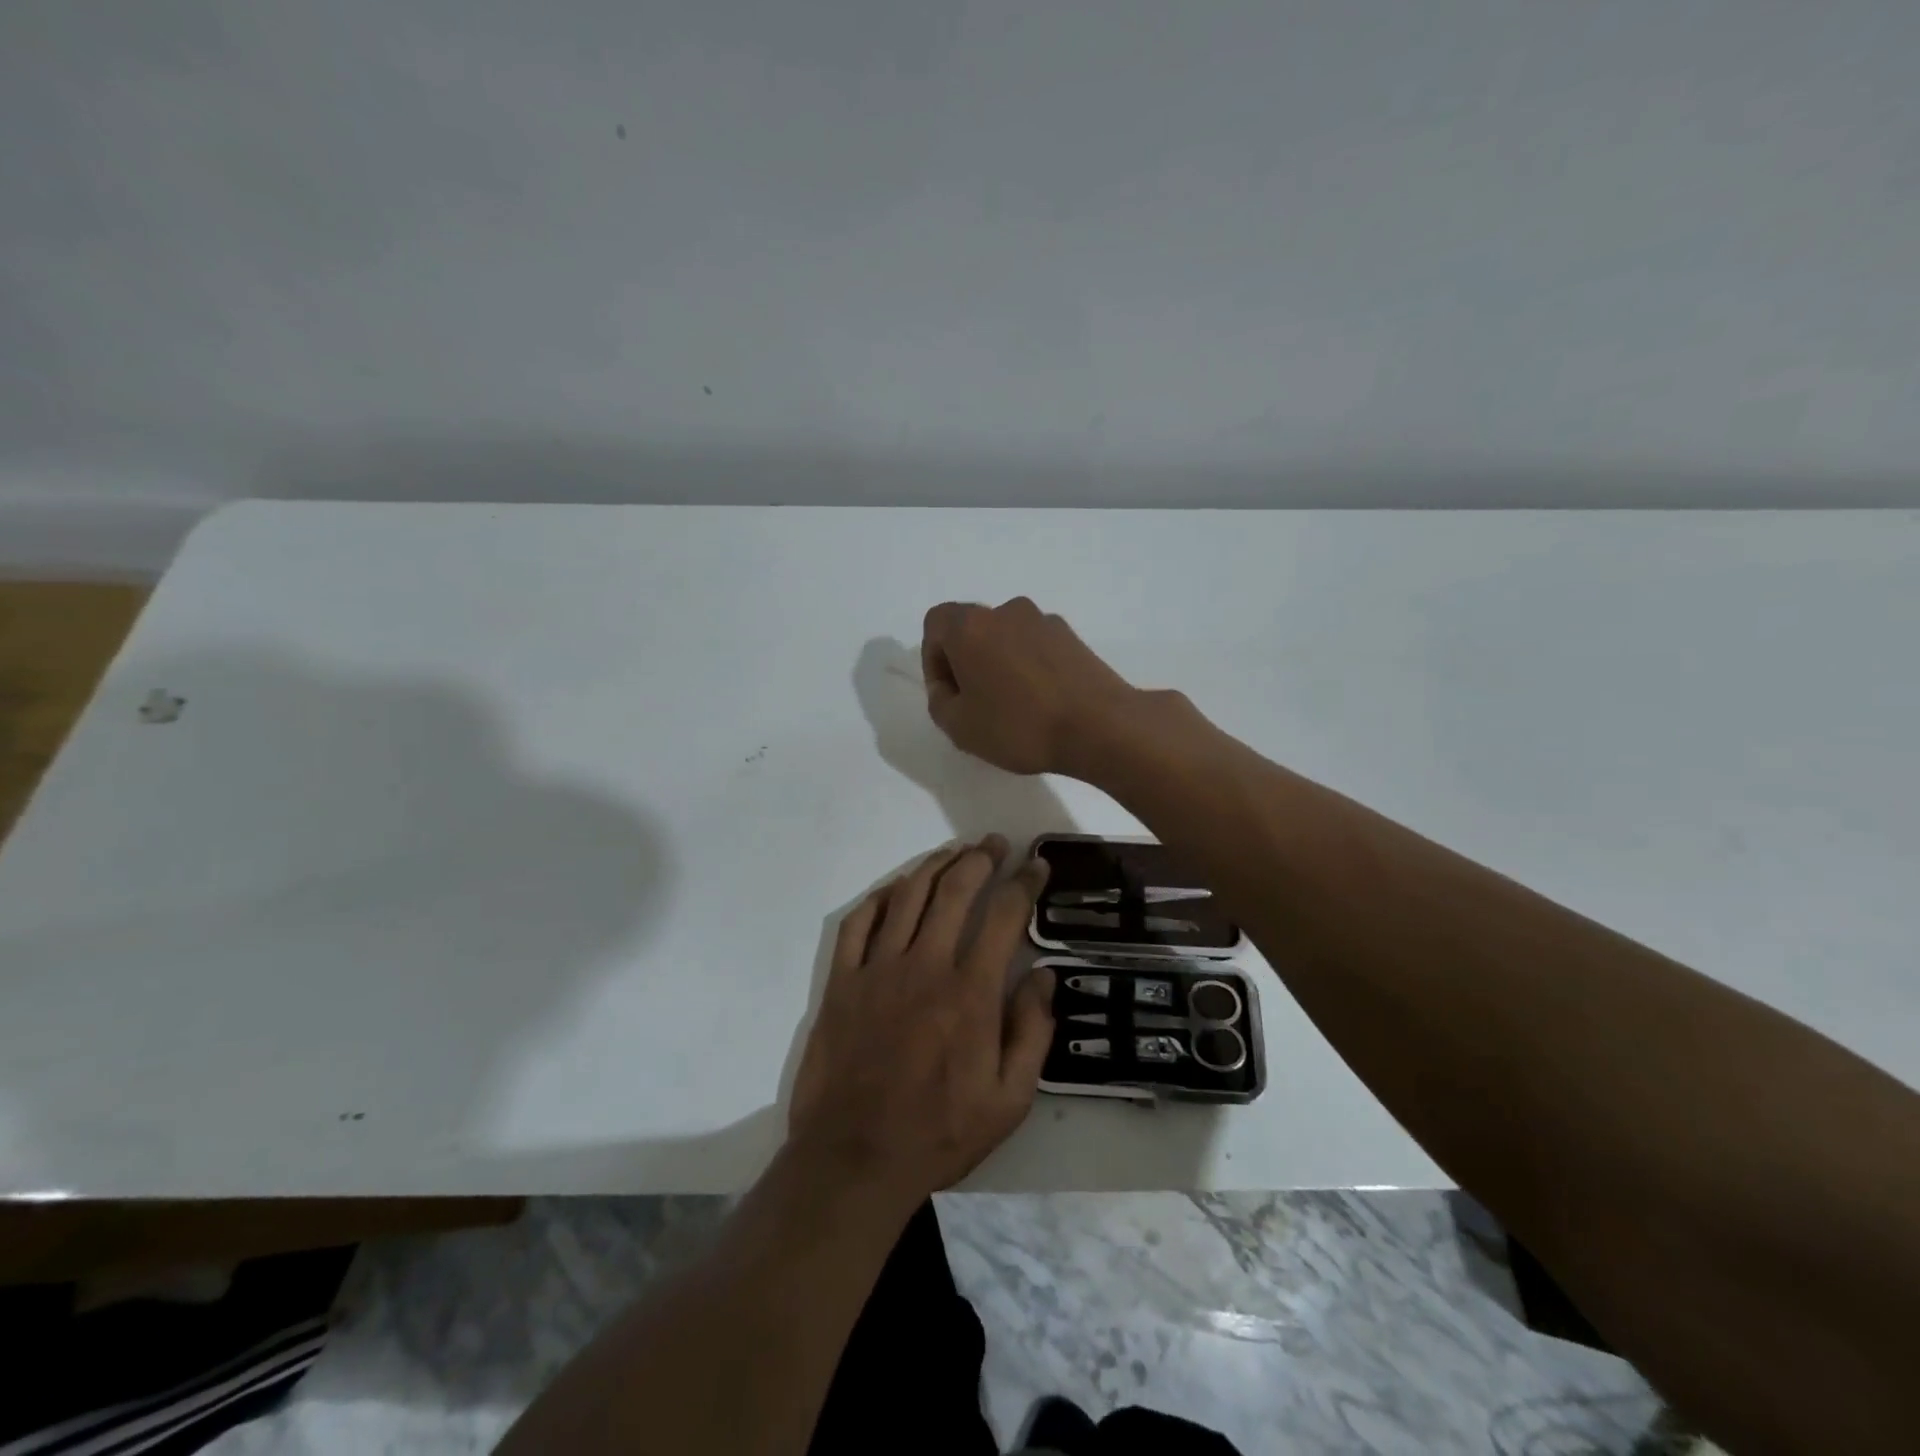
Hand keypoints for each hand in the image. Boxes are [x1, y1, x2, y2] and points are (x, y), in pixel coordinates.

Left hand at [788, 837, 1054, 1202]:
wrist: (854, 1160)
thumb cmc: (939, 1132)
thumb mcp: (1009, 1100)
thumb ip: (1032, 1032)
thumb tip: (1044, 976)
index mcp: (971, 992)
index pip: (1004, 915)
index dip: (1024, 883)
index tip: (1035, 865)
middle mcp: (925, 965)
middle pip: (955, 890)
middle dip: (980, 858)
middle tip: (994, 844)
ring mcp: (877, 969)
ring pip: (908, 895)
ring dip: (934, 866)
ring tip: (953, 852)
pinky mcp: (842, 981)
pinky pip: (859, 922)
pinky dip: (879, 897)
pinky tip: (895, 889)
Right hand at [921, 598, 1139, 775]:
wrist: (1100, 726)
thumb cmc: (1019, 726)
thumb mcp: (960, 727)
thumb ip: (939, 702)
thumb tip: (948, 688)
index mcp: (971, 626)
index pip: (935, 624)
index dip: (933, 659)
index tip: (948, 694)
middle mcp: (1006, 612)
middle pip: (972, 629)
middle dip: (966, 662)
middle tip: (975, 704)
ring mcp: (1044, 621)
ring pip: (1005, 638)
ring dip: (999, 665)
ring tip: (1012, 707)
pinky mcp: (1073, 637)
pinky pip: (1035, 647)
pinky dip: (1028, 667)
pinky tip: (1041, 703)